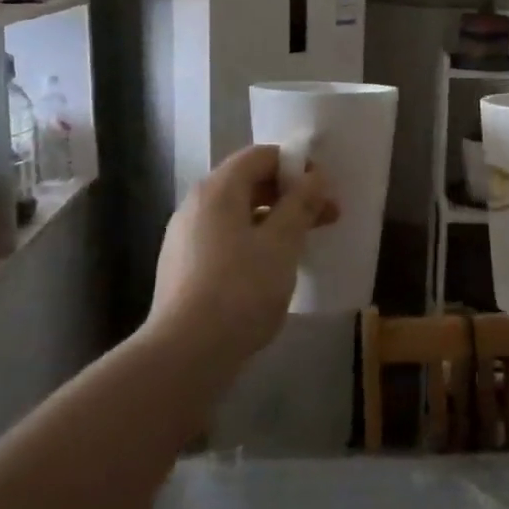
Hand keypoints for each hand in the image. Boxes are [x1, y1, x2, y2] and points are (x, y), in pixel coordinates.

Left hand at [150, 144, 337, 355]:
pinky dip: (253, 242)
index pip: (261, 156)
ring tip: (303, 246)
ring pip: (237, 215)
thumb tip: (315, 177)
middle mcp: (196, 205)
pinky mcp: (183, 267)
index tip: (324, 190)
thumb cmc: (241, 289)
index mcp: (218, 190)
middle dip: (289, 196)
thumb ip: (300, 205)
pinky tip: (271, 271)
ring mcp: (184, 237)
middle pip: (248, 184)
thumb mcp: (282, 244)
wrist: (186, 352)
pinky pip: (224, 240)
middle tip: (325, 218)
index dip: (297, 166)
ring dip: (274, 221)